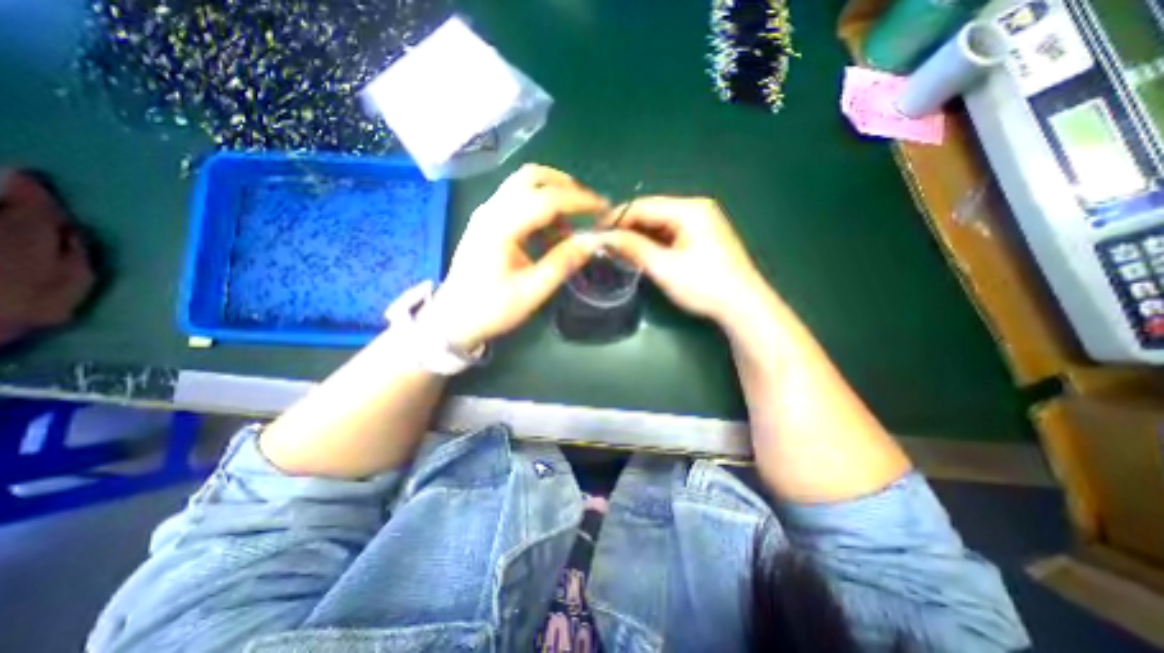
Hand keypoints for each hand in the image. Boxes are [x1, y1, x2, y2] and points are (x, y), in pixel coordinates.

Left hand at [427, 167, 609, 350]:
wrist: (454, 318)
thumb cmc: (492, 308)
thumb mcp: (533, 290)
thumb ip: (564, 262)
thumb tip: (594, 240)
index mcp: (501, 227)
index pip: (547, 199)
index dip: (580, 201)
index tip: (605, 208)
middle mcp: (491, 210)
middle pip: (532, 177)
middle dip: (566, 186)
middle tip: (589, 207)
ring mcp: (486, 213)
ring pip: (523, 184)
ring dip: (552, 193)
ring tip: (573, 221)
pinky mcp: (487, 221)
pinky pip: (517, 199)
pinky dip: (540, 205)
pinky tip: (551, 231)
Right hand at [601, 197, 770, 323]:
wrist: (742, 306)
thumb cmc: (703, 285)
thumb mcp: (664, 267)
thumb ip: (632, 248)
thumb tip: (603, 237)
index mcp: (689, 209)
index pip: (643, 206)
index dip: (616, 219)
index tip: (596, 234)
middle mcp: (696, 208)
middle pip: (651, 212)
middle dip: (627, 228)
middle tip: (605, 245)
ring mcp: (701, 222)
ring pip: (659, 224)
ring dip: (639, 236)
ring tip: (618, 250)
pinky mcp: (702, 236)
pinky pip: (670, 233)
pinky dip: (653, 242)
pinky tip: (640, 253)